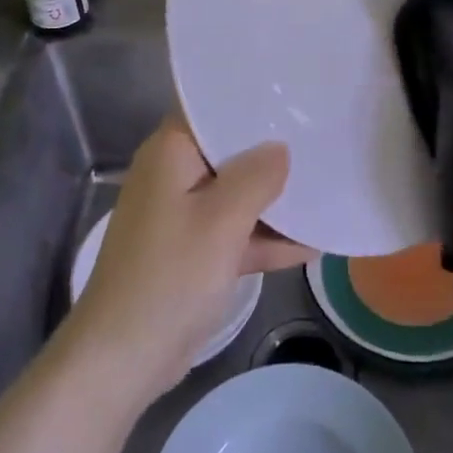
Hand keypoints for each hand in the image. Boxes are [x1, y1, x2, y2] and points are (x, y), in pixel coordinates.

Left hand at [67, 118, 306, 398]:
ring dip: (276, 198)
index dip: (252, 100)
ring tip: (329, 183)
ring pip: (238, 194)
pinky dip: (266, 236)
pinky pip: (236, 232)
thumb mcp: (221, 220)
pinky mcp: (193, 253)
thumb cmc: (170, 275)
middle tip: (324, 135)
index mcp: (171, 153)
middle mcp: (175, 175)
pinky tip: (315, 240)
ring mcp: (184, 216)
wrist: (123, 359)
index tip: (296, 94)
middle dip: (274, 150)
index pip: (212, 107)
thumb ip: (257, 177)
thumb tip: (280, 149)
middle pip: (231, 150)